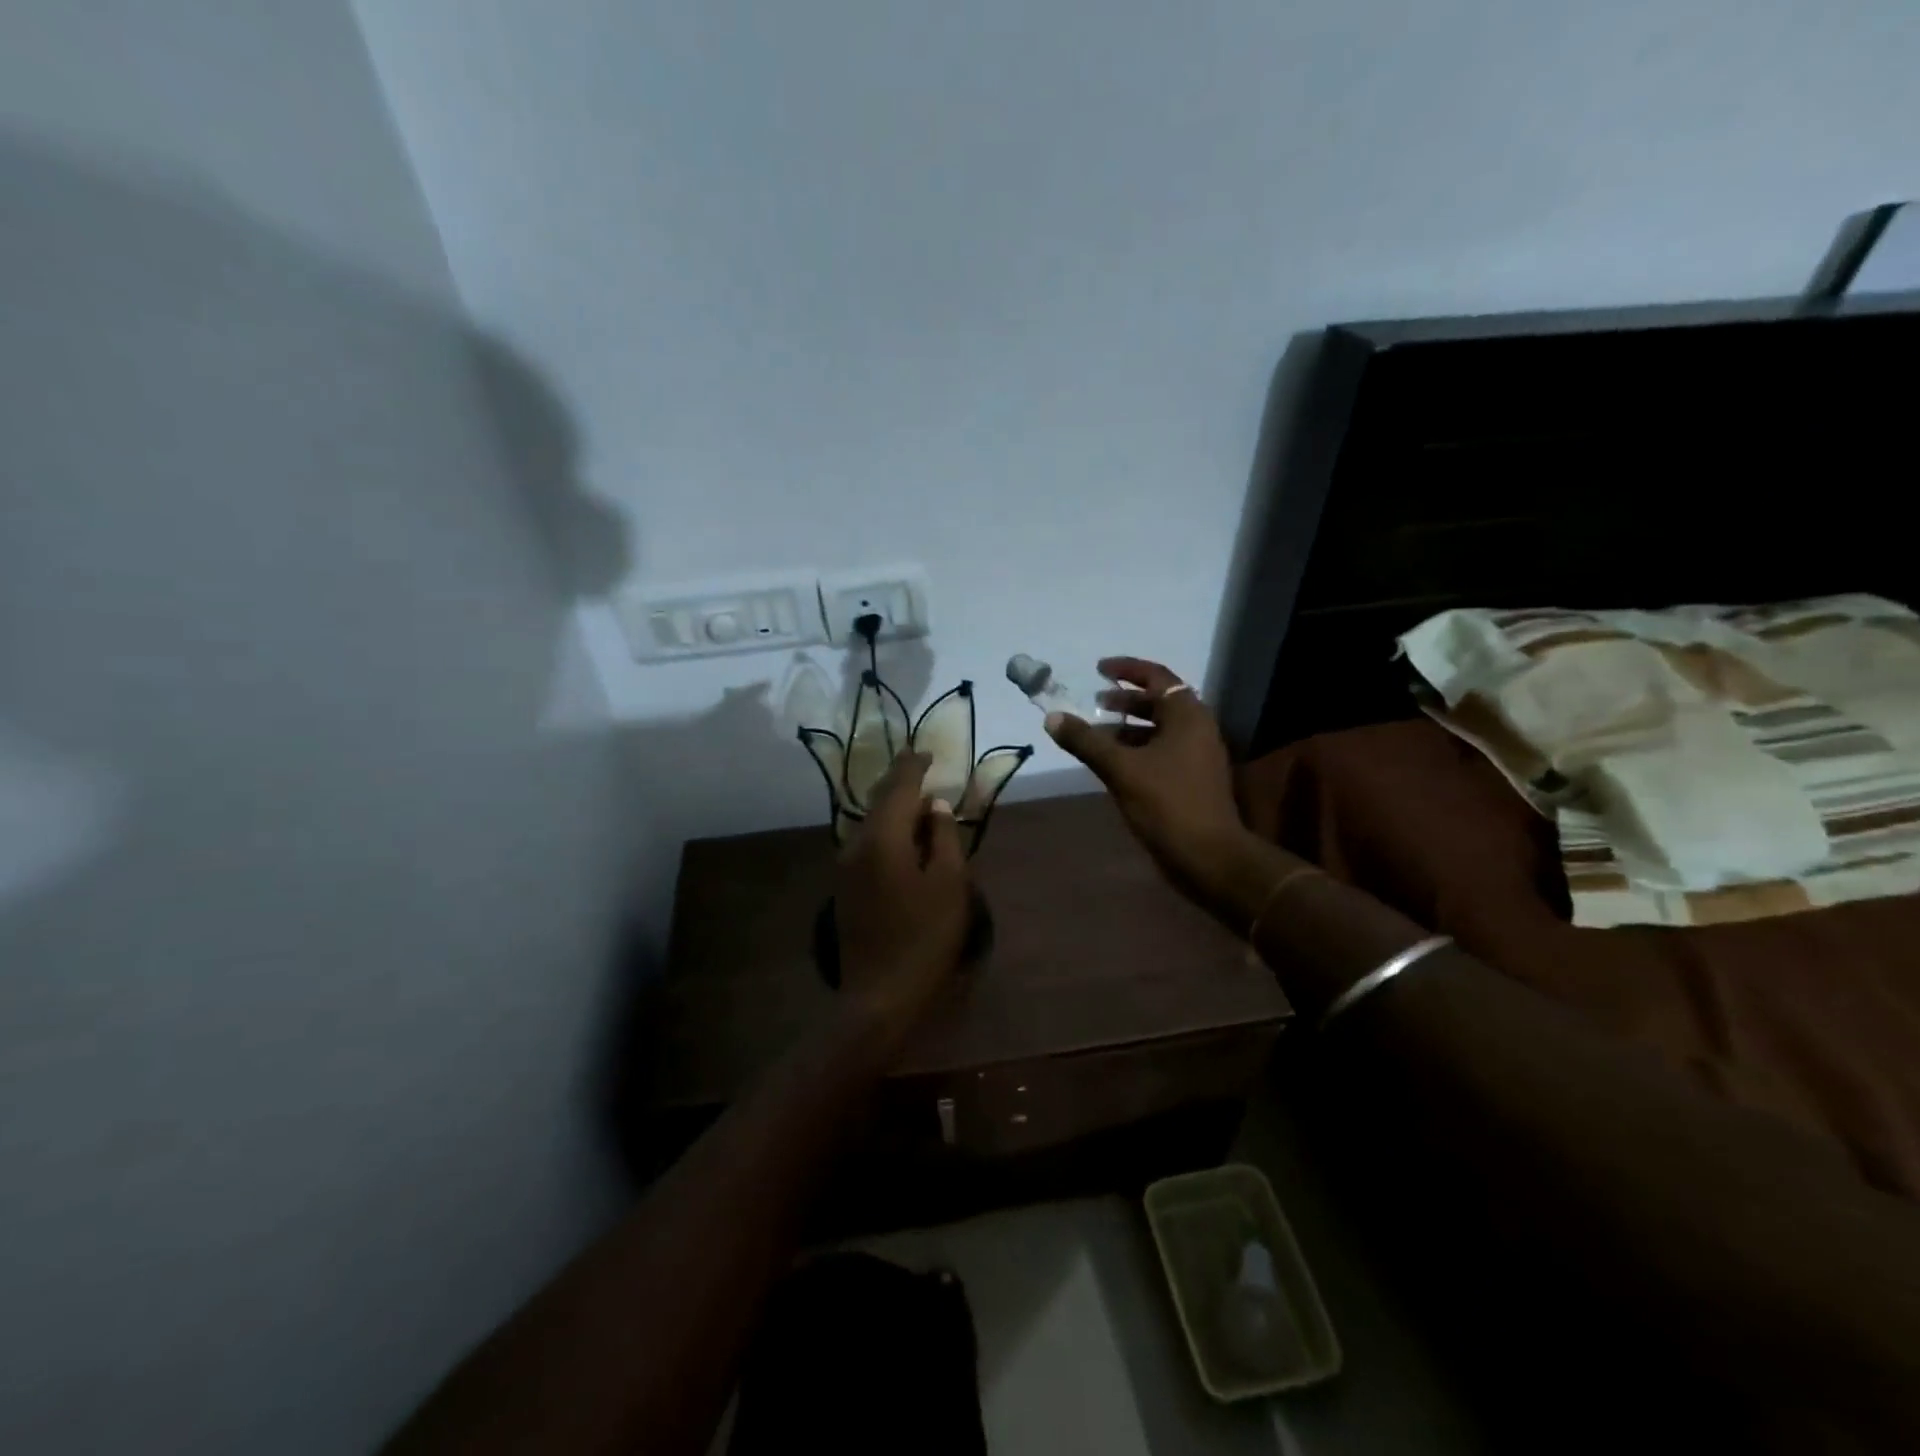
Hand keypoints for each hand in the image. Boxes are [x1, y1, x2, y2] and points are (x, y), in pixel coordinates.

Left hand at [834, 750, 971, 1035]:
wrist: (879, 996)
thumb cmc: (924, 938)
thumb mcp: (949, 884)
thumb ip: (943, 837)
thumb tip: (935, 806)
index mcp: (883, 838)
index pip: (898, 787)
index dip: (913, 765)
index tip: (928, 751)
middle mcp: (856, 844)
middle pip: (879, 801)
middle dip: (900, 782)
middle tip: (922, 768)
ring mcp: (845, 867)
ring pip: (871, 823)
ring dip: (894, 809)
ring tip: (918, 803)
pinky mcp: (845, 888)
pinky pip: (867, 844)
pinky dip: (887, 831)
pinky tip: (903, 839)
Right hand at [1045, 657, 1255, 912]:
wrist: (1209, 856)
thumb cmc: (1167, 804)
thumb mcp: (1121, 769)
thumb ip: (1086, 741)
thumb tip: (1053, 717)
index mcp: (1187, 716)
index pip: (1158, 677)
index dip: (1127, 669)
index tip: (1099, 669)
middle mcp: (1198, 728)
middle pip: (1160, 701)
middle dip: (1126, 699)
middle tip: (1095, 702)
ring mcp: (1198, 755)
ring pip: (1160, 728)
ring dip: (1129, 725)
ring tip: (1098, 732)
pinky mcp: (1194, 778)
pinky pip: (1163, 750)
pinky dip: (1138, 747)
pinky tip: (1114, 762)